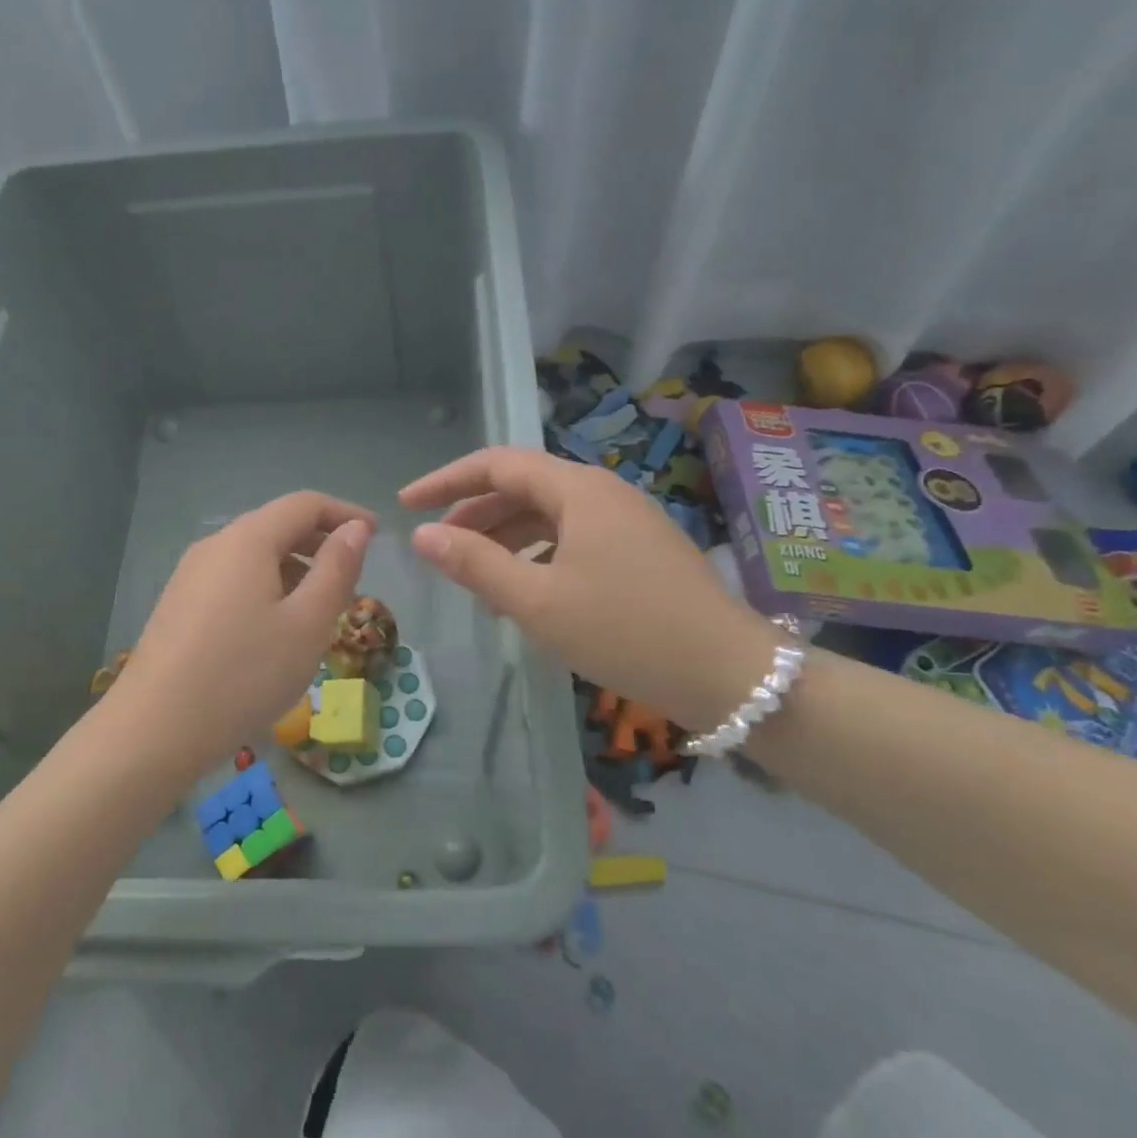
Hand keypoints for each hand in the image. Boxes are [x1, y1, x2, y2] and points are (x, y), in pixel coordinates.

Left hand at [113, 492, 374, 763]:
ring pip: (255, 556)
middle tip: (354, 577)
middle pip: (277, 526)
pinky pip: (234, 580)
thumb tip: (356, 528)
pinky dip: (267, 588)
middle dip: (321, 543)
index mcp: (248, 539)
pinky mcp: (179, 605)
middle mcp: (215, 545)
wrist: (153, 731)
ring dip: (295, 569)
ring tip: (320, 610)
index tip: (377, 535)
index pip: (305, 504)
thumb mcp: (308, 623)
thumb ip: (337, 569)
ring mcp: (191, 575)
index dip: (345, 513)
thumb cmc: (244, 674)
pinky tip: (276, 630)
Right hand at [400, 447, 778, 732]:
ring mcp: (626, 519)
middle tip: (438, 547)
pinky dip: (539, 556)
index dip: (446, 480)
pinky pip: (573, 538)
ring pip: (548, 515)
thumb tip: (423, 536)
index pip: (497, 464)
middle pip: (522, 487)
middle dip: (474, 513)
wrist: (729, 673)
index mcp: (578, 489)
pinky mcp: (639, 549)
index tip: (406, 504)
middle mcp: (602, 491)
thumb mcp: (539, 601)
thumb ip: (476, 563)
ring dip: (506, 539)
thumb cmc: (626, 630)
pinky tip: (526, 593)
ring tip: (477, 581)